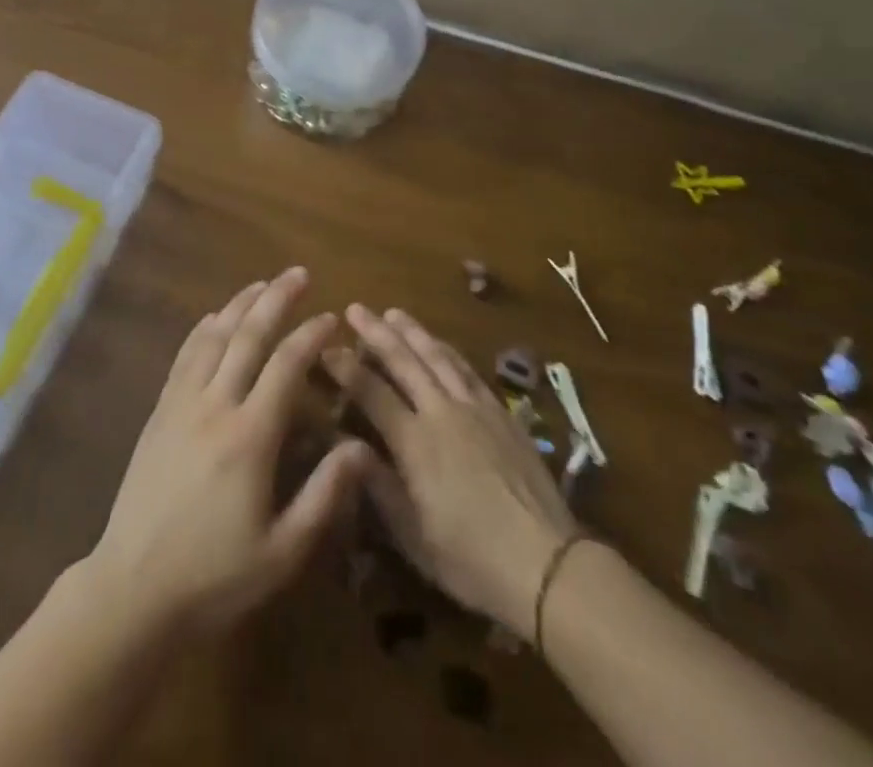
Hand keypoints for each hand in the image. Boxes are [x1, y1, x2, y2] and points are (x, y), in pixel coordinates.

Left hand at [86, 268, 372, 638]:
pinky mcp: (159, 412)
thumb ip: (324, 496)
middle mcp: (215, 406)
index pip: (285, 366)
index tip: (331, 317)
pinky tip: (214, 318)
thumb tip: (362, 449)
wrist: (133, 588)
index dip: (310, 336)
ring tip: (262, 283)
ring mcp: (181, 404)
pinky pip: (184, 357)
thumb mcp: (282, 551)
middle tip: (299, 273)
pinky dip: (203, 330)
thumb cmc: (214, 576)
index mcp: (250, 437)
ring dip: (239, 305)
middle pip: (248, 336)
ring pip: (213, 337)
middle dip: (276, 299)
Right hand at [325, 306, 579, 637]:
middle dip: (376, 333)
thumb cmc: (470, 559)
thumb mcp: (412, 536)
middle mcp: (442, 413)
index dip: (346, 369)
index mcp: (415, 442)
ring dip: (412, 332)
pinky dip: (448, 351)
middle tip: (355, 309)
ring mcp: (475, 408)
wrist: (546, 562)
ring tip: (393, 313)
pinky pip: (468, 370)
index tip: (326, 348)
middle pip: (404, 361)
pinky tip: (440, 344)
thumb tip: (343, 445)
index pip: (372, 392)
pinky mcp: (501, 412)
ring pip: (437, 357)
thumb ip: (377, 485)